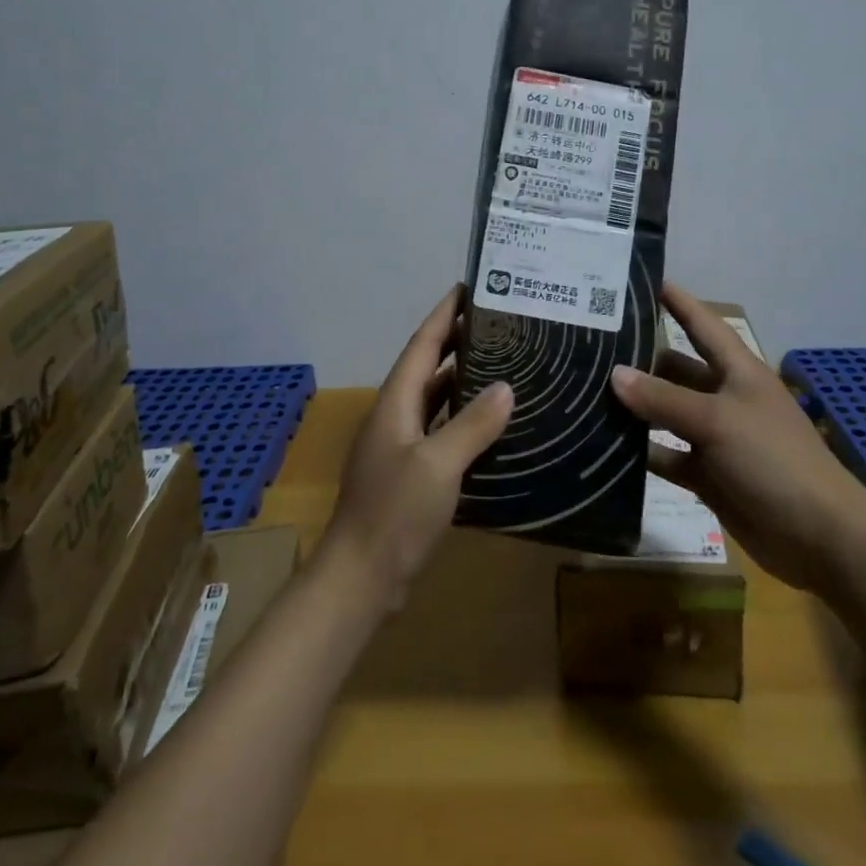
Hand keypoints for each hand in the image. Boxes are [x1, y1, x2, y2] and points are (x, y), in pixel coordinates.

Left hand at [319, 286, 513, 608]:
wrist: (360, 578)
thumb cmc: (395, 513)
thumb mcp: (438, 464)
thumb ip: (472, 424)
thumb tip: (506, 386)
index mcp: (395, 402)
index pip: (422, 344)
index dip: (443, 314)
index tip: (468, 287)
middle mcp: (394, 415)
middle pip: (426, 366)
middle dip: (455, 341)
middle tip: (496, 323)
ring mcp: (398, 445)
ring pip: (432, 399)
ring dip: (460, 379)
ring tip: (499, 363)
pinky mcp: (407, 473)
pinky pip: (437, 430)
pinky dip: (460, 418)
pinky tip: (487, 424)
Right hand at [609, 284, 865, 591]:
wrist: (821, 539)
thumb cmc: (773, 460)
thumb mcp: (717, 420)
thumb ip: (663, 398)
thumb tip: (614, 374)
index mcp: (738, 372)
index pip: (702, 325)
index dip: (677, 301)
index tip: (643, 280)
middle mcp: (725, 398)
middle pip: (677, 369)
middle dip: (642, 359)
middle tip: (592, 346)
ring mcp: (716, 439)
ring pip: (667, 414)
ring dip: (636, 408)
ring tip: (587, 393)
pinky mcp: (709, 476)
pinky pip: (668, 456)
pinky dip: (643, 453)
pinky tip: (606, 447)